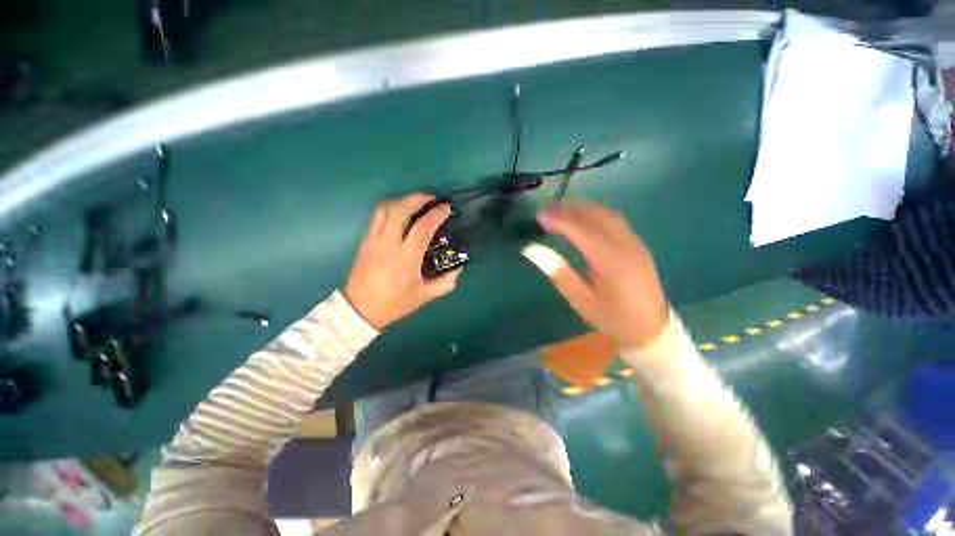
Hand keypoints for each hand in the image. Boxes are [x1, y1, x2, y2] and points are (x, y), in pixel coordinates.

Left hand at [344, 193, 460, 329]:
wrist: (360, 309)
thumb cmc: (395, 303)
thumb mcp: (425, 296)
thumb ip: (446, 282)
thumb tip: (458, 268)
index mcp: (405, 258)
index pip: (422, 228)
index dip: (436, 214)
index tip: (446, 208)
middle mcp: (388, 244)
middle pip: (400, 210)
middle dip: (417, 198)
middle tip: (432, 197)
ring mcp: (373, 240)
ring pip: (385, 209)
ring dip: (403, 200)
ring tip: (416, 201)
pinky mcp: (365, 240)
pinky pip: (377, 216)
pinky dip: (391, 207)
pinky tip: (400, 211)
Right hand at [528, 203, 668, 348]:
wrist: (650, 328)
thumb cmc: (611, 317)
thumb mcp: (580, 300)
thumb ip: (558, 272)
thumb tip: (532, 250)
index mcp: (610, 261)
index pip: (581, 230)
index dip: (559, 220)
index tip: (539, 216)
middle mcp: (625, 245)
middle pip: (595, 216)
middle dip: (569, 209)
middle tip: (546, 211)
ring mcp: (635, 243)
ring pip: (607, 214)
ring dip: (582, 208)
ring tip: (561, 211)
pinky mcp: (638, 244)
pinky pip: (615, 220)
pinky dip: (595, 213)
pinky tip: (583, 218)